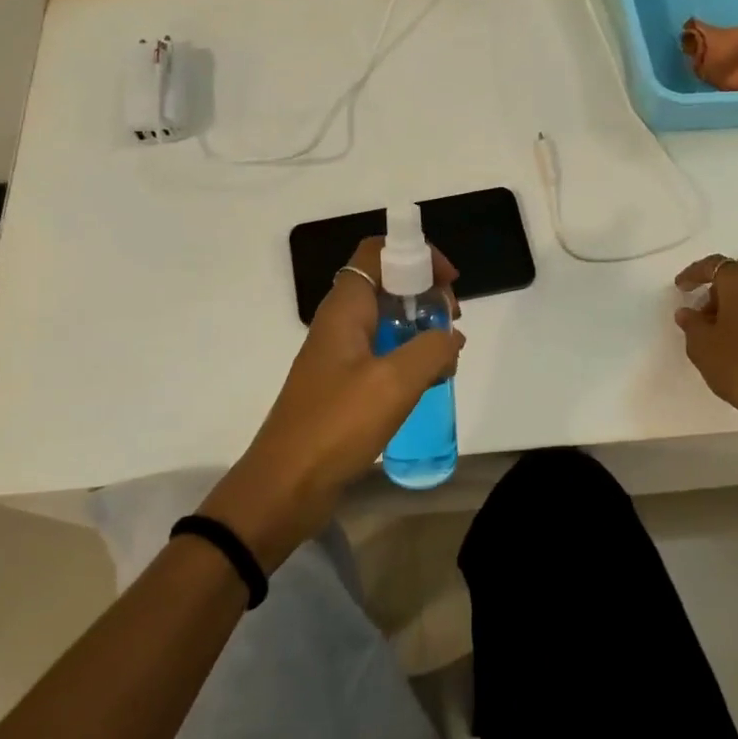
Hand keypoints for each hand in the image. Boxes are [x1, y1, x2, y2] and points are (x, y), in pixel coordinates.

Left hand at [200, 238, 463, 569]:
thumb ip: (431, 349)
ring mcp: (338, 355)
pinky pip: (380, 354)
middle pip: (385, 283)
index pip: (378, 252)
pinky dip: (407, 357)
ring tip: (446, 356)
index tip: (449, 281)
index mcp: (345, 308)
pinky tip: (428, 382)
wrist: (286, 486)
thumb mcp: (394, 382)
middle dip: (424, 292)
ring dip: (419, 327)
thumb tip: (450, 336)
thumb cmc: (337, 425)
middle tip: (451, 322)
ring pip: (385, 320)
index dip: (416, 254)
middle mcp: (339, 323)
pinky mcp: (342, 385)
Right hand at [673, 255, 737, 441]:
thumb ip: (691, 323)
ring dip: (733, 302)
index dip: (694, 274)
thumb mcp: (701, 344)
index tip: (680, 287)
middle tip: (701, 306)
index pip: (714, 265)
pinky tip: (735, 340)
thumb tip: (687, 312)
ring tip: (714, 328)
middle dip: (718, 285)